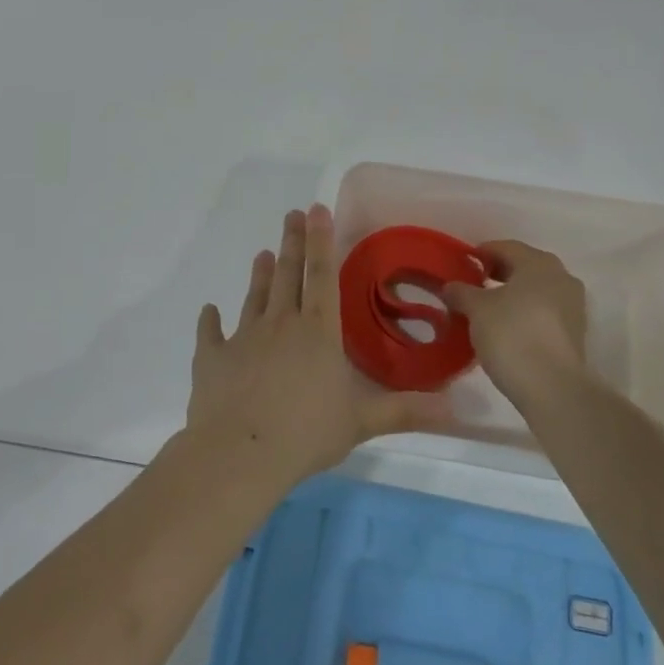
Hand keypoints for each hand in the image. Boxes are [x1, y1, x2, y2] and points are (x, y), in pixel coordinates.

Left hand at [188, 206, 449, 486]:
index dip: (321, 240)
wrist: (239, 455)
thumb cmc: (306, 434)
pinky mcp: (211, 359)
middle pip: (288, 274)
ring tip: (263, 253)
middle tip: (292, 214)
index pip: (322, 275)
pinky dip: (210, 321)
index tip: (317, 209)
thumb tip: (454, 409)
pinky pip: (210, 334)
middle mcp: (281, 324)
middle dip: (292, 242)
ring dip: (260, 275)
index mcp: (317, 331)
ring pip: (254, 297)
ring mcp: (243, 338)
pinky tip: (209, 310)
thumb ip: (404, 411)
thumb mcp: (361, 423)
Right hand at [442, 240, 588, 403]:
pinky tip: (507, 329)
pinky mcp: (575, 333)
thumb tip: (451, 286)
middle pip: (523, 267)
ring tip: (487, 311)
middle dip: (498, 274)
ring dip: (512, 296)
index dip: (481, 254)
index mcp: (538, 262)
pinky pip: (544, 312)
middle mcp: (561, 276)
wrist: (553, 387)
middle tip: (473, 287)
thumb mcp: (477, 310)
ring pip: (535, 291)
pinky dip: (525, 314)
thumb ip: (462, 292)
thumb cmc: (512, 335)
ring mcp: (573, 305)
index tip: (462, 265)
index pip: (505, 247)